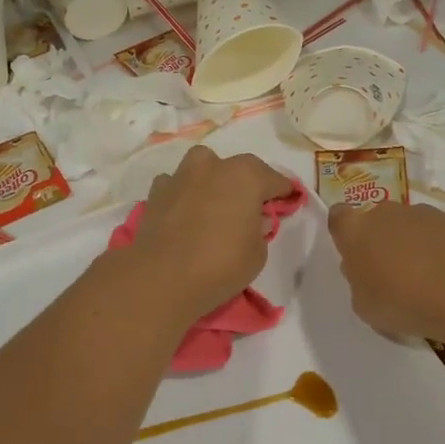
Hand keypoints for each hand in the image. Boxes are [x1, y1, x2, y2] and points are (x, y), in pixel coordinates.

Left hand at [129, 146, 295, 321]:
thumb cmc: (221, 263)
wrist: (162, 278)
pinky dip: (183, 195)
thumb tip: (252, 219)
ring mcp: (181, 175)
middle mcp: (213, 166)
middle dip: (246, 184)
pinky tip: (184, 213)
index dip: (283, 193)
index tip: (288, 202)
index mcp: (246, 175)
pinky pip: (176, 185)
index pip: (274, 180)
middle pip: (237, 169)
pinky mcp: (156, 192)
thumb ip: (259, 229)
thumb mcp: (258, 253)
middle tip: (249, 208)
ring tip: (213, 205)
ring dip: (211, 181)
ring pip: (203, 168)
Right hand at [328, 201, 444, 338]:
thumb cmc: (402, 301)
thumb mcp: (364, 306)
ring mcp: (423, 213)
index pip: (338, 217)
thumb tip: (368, 271)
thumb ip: (360, 282)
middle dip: (381, 241)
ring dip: (412, 244)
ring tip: (426, 280)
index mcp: (356, 230)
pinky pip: (439, 233)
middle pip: (377, 220)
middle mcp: (386, 212)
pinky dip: (441, 249)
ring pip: (410, 225)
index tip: (354, 255)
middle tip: (390, 274)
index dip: (345, 233)